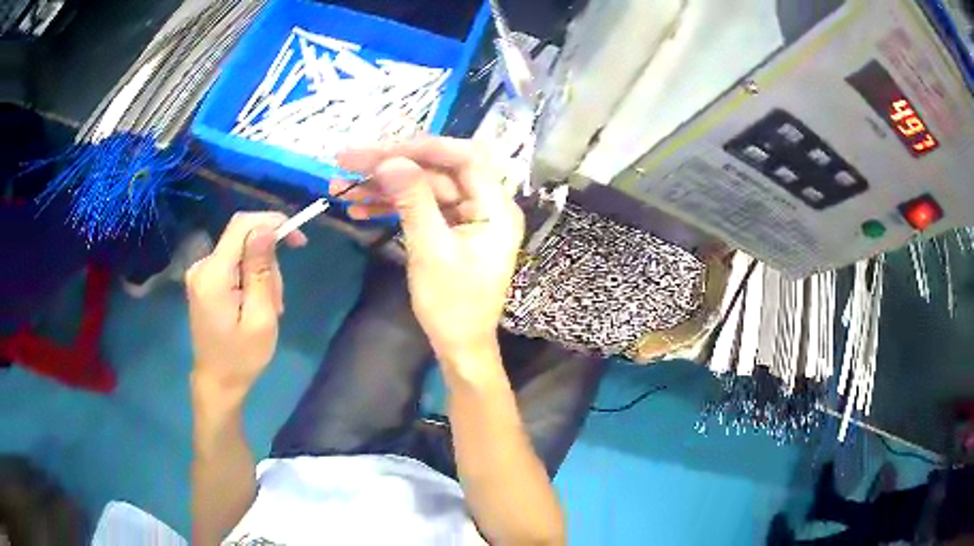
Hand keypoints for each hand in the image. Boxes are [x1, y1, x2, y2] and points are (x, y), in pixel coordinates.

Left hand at [186, 212, 306, 398]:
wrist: (217, 381)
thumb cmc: (242, 357)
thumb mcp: (261, 318)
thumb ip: (260, 271)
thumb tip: (265, 229)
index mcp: (213, 275)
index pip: (242, 226)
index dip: (272, 222)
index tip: (298, 240)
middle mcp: (202, 265)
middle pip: (243, 239)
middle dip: (268, 261)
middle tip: (279, 300)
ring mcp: (200, 272)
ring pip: (241, 252)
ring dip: (261, 274)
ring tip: (269, 309)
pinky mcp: (204, 279)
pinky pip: (234, 264)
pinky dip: (250, 278)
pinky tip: (255, 304)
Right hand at [334, 137, 523, 357]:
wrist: (459, 346)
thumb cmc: (453, 306)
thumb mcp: (431, 251)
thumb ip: (413, 201)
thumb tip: (390, 160)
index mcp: (495, 208)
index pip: (464, 157)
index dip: (423, 148)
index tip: (381, 150)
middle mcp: (485, 204)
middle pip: (437, 169)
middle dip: (391, 164)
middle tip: (348, 162)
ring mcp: (466, 215)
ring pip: (423, 186)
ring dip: (383, 185)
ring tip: (341, 187)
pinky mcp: (449, 227)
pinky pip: (420, 206)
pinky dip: (390, 205)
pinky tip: (358, 208)